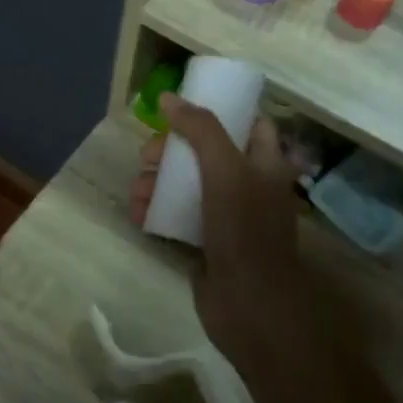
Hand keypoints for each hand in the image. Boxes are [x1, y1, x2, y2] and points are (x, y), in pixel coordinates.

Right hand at [129, 96, 329, 377]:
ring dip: (156, 182)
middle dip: (172, 151)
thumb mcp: (225, 169)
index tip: (182, 110)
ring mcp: (228, 216)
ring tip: (135, 191)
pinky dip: (156, 211)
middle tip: (147, 156)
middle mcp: (250, 185)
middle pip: (206, 153)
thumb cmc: (244, 228)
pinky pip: (177, 215)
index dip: (218, 111)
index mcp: (267, 164)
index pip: (249, 123)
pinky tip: (136, 213)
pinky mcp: (207, 242)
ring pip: (187, 185)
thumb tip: (168, 98)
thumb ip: (200, 129)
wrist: (249, 304)